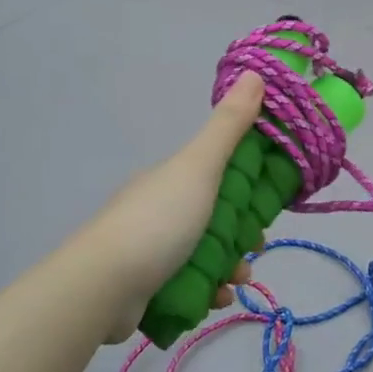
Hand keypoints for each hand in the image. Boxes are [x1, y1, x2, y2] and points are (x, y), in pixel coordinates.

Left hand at [77, 73, 266, 340]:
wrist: (104, 285)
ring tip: (235, 280)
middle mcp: (160, 209)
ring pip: (205, 254)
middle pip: (216, 217)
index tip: (267, 204)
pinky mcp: (146, 287)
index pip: (219, 175)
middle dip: (242, 234)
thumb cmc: (159, 220)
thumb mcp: (199, 166)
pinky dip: (207, 291)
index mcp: (172, 178)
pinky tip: (215, 298)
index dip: (248, 186)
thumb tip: (254, 73)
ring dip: (229, 267)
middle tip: (255, 248)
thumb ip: (229, 125)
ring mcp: (150, 249)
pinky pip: (189, 285)